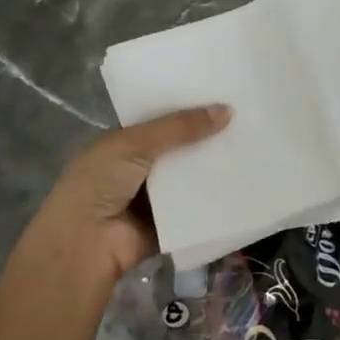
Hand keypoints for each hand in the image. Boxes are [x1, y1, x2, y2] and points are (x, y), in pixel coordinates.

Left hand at [17, 105, 231, 284]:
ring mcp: (153, 198)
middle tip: (247, 120)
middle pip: (179, 149)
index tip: (222, 96)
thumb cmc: (100, 182)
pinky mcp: (168, 224)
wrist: (85, 243)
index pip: (160, 120)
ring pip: (189, 178)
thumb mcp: (135, 144)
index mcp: (123, 142)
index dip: (187, 109)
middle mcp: (138, 167)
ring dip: (213, 169)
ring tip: (254, 149)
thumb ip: (179, 127)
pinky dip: (214, 200)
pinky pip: (196, 208)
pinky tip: (244, 184)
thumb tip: (227, 110)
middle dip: (206, 138)